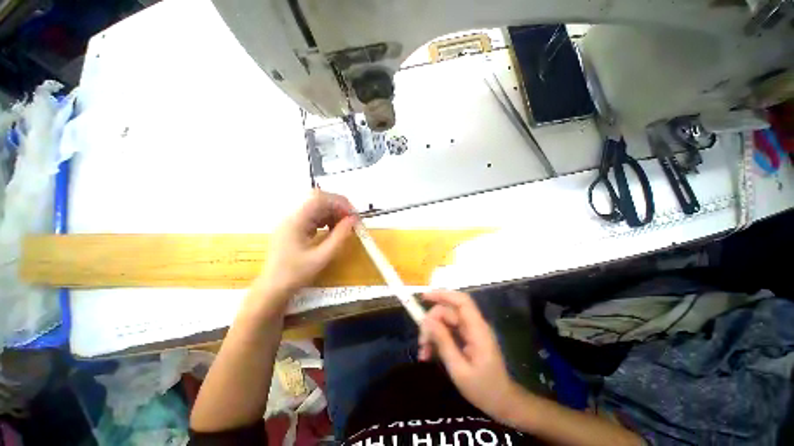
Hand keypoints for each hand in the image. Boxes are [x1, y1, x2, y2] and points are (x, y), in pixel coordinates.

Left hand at [256, 190, 355, 301]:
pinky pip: (314, 217)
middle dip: (338, 208)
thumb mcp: (322, 257)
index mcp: (296, 221)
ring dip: (333, 214)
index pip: (319, 199)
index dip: (339, 203)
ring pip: (317, 208)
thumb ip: (339, 237)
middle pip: (319, 201)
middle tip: (352, 221)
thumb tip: (353, 221)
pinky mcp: (294, 227)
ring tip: (344, 228)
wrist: (273, 289)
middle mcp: (292, 216)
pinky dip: (327, 220)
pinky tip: (333, 231)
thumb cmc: (295, 274)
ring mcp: (292, 221)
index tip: (353, 216)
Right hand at [418, 290, 518, 421]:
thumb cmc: (484, 389)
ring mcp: (470, 331)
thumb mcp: (459, 369)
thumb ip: (443, 342)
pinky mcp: (466, 338)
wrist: (502, 403)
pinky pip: (447, 331)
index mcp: (477, 329)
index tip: (424, 297)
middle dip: (431, 322)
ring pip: (445, 321)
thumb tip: (427, 321)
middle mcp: (473, 326)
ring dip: (432, 333)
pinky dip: (437, 340)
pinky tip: (428, 354)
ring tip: (423, 353)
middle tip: (421, 341)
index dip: (443, 294)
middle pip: (448, 312)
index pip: (461, 301)